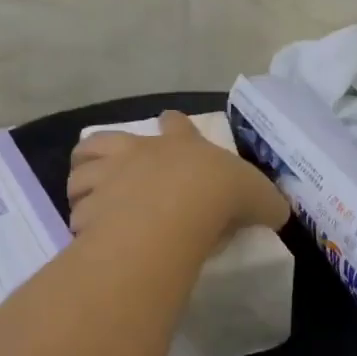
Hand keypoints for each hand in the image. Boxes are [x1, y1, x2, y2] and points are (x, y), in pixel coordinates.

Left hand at [67, 111, 288, 242]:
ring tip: (89, 199)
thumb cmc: (220, 194)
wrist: (179, 210)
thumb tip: (277, 212)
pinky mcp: (90, 208)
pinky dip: (82, 219)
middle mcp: (138, 154)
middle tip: (109, 169)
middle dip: (103, 152)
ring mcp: (108, 178)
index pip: (174, 125)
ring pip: (81, 173)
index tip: (170, 124)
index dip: (173, 125)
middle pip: (106, 141)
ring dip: (83, 184)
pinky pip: (78, 211)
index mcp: (179, 145)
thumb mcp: (258, 196)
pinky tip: (90, 231)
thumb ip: (266, 202)